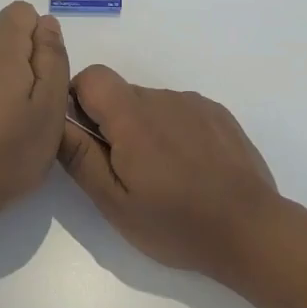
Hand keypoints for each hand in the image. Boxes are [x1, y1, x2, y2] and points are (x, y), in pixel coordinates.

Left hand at [0, 1, 70, 231]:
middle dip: (30, 62)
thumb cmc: (7, 150)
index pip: (25, 12)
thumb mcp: (50, 106)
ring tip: (17, 125)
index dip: (43, 40)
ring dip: (12, 83)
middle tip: (38, 107)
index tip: (47, 79)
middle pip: (10, 36)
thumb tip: (47, 24)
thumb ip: (53, 58)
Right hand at [57, 65, 281, 278]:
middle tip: (126, 172)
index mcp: (132, 116)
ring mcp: (195, 104)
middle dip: (113, 123)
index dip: (79, 101)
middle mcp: (163, 98)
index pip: (91, 76)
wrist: (252, 230)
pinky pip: (181, 112)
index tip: (88, 139)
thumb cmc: (176, 223)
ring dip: (145, 129)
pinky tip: (190, 169)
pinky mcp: (219, 114)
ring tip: (163, 176)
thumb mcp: (115, 203)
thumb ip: (80, 158)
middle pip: (121, 93)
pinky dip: (174, 132)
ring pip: (151, 104)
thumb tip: (54, 123)